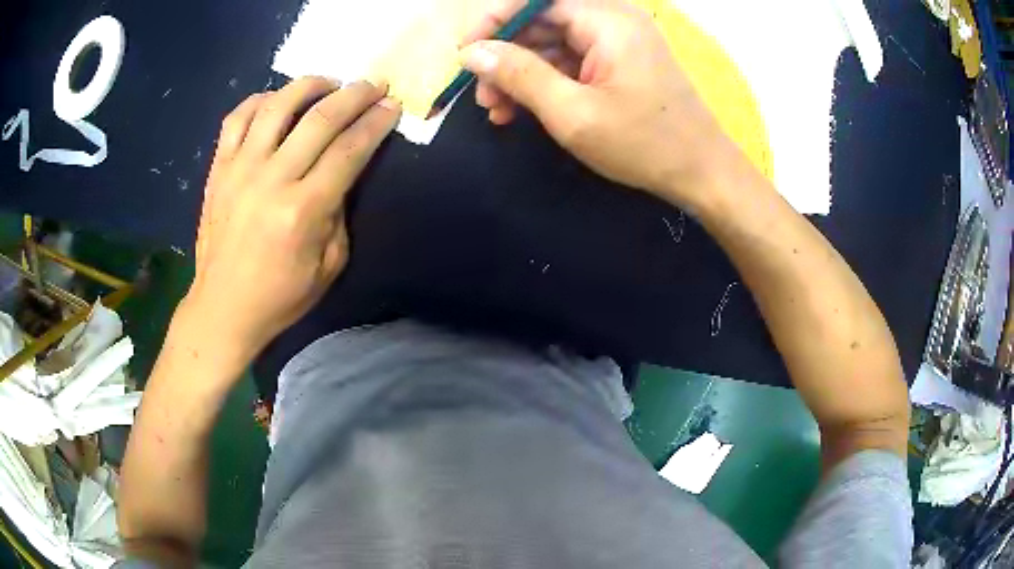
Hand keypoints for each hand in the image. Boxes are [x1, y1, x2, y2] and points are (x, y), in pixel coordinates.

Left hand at [184, 77, 400, 357]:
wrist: (222, 308)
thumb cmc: (280, 297)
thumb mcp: (329, 266)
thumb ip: (340, 214)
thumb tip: (342, 174)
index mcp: (302, 211)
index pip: (349, 150)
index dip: (376, 123)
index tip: (393, 105)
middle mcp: (270, 180)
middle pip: (320, 118)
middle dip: (355, 95)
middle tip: (374, 85)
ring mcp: (239, 170)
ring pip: (276, 105)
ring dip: (309, 85)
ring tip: (328, 83)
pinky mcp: (218, 169)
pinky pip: (237, 119)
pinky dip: (260, 100)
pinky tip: (276, 101)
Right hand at [461, 0, 728, 202]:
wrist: (702, 173)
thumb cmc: (644, 145)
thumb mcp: (573, 112)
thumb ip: (519, 75)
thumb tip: (472, 52)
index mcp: (608, 20)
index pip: (537, 1)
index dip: (495, 21)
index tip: (466, 52)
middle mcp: (613, 20)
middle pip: (543, 22)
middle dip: (506, 55)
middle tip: (480, 93)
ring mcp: (617, 42)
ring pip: (553, 44)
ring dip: (521, 73)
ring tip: (497, 110)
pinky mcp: (618, 62)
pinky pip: (571, 61)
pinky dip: (545, 82)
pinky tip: (522, 110)